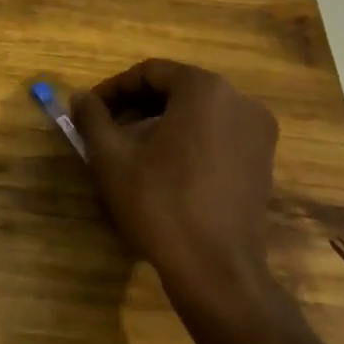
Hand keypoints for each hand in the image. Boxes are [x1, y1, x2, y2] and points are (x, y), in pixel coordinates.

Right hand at [70, 60, 280, 297]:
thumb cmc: (159, 204)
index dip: (114, 89)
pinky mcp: (263, 162)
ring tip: (130, 151)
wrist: (215, 270)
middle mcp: (240, 101)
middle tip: (106, 130)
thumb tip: (81, 98)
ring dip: (160, 123)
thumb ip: (92, 118)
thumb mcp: (111, 158)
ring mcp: (258, 133)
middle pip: (176, 89)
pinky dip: (187, 140)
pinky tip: (163, 169)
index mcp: (204, 90)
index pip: (150, 73)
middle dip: (137, 106)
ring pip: (198, 112)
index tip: (89, 111)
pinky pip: (217, 134)